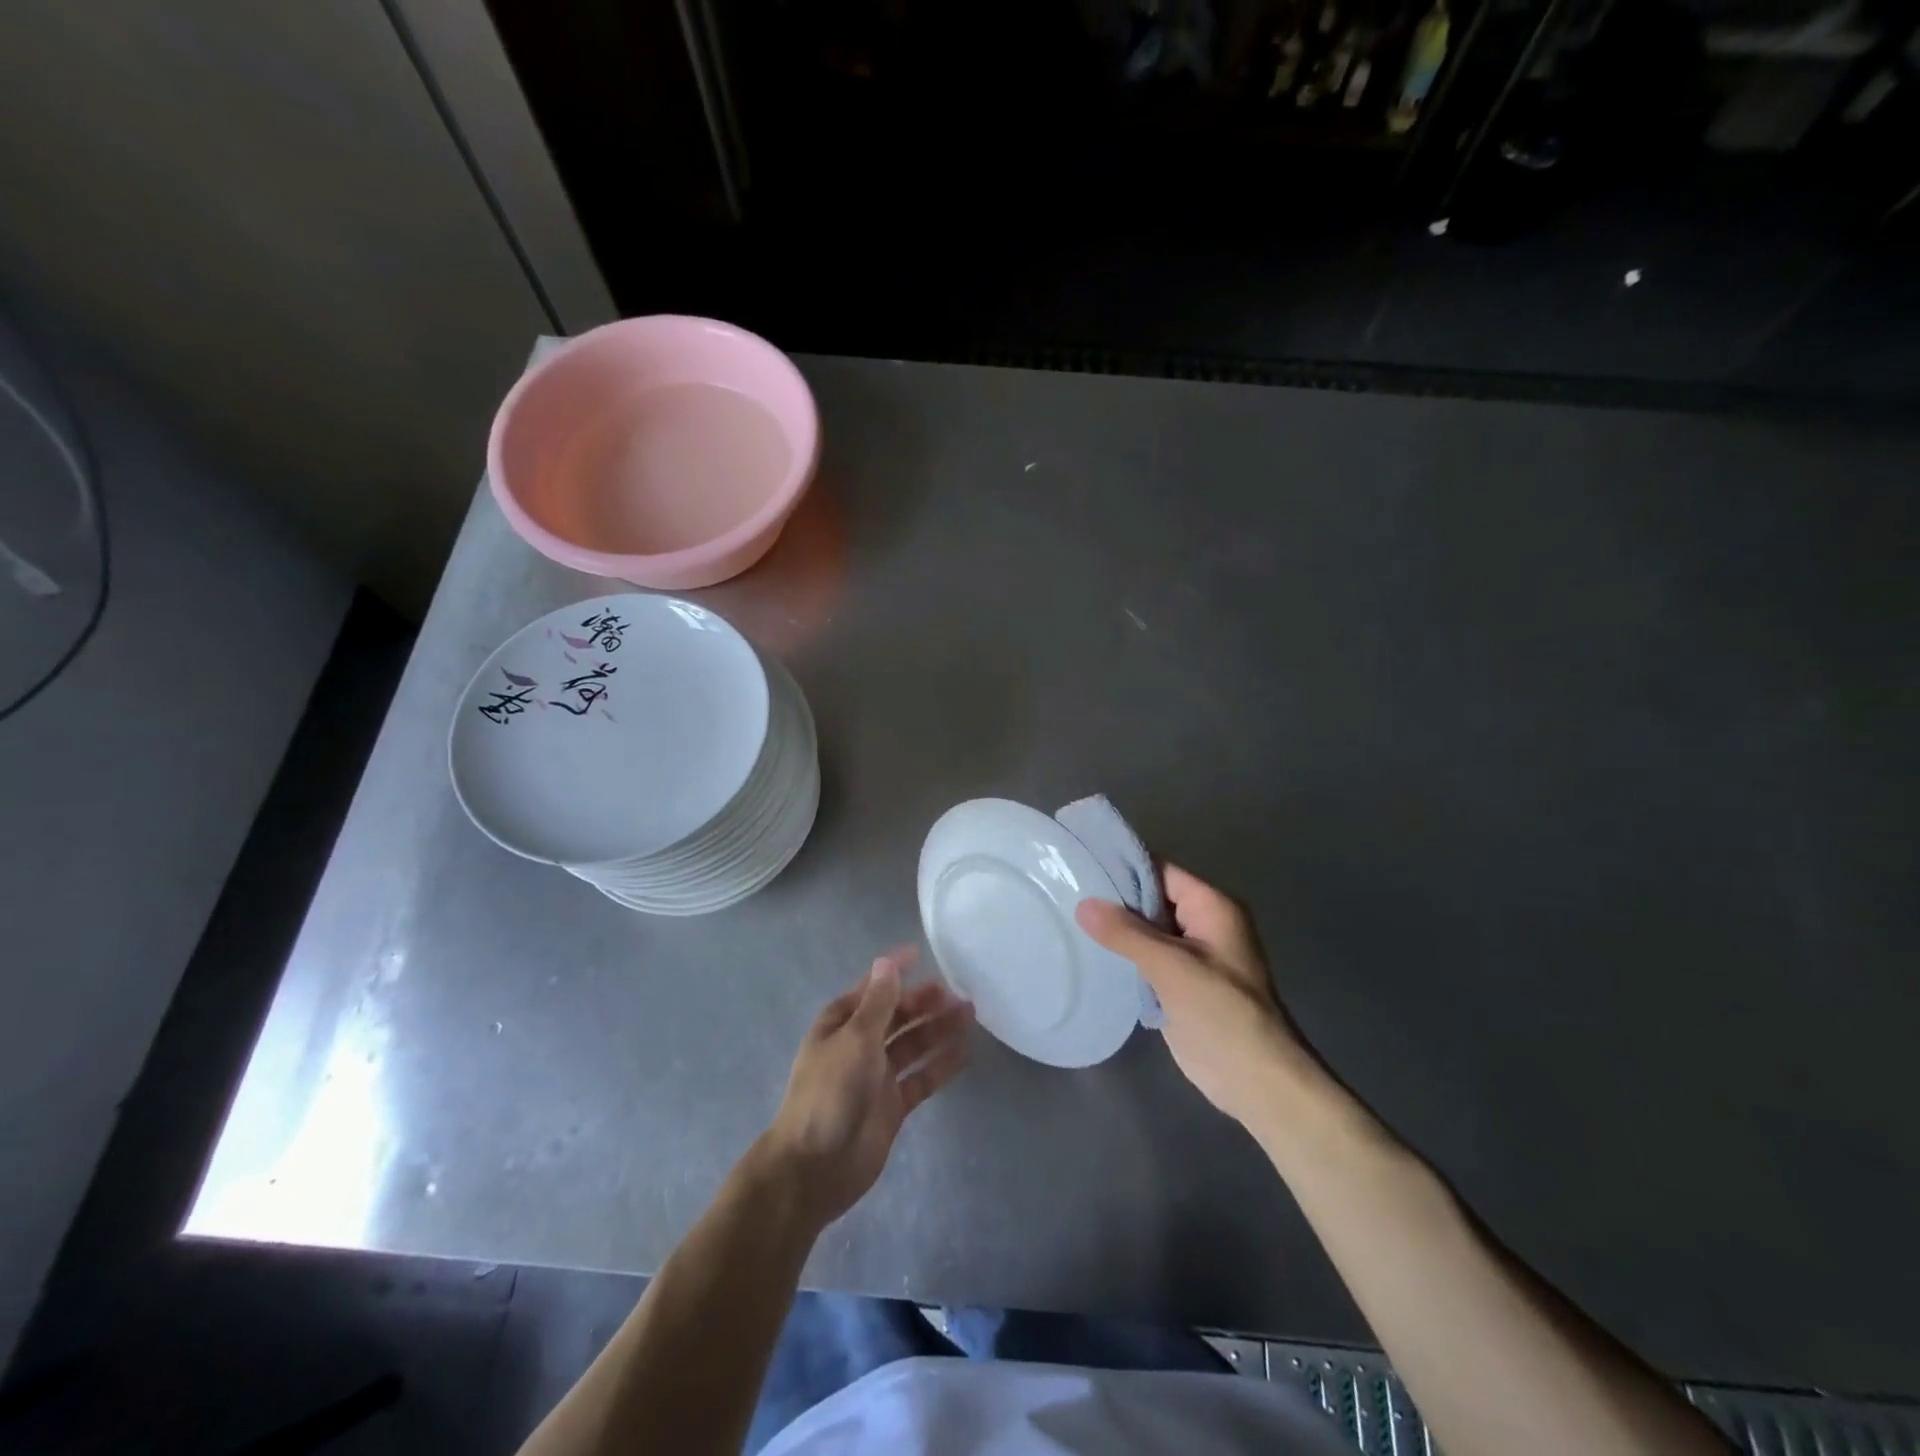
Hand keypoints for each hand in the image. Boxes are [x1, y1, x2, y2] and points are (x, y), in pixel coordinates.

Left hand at [760, 948, 972, 1227]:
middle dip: (924, 1002)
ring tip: (970, 1014)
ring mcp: (876, 1076)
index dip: (894, 972)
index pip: (872, 989)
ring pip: (913, 1044)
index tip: (920, 953)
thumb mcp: (854, 1039)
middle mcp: (859, 1045)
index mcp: (841, 1023)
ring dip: (938, 1029)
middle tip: (957, 992)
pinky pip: (921, 1077)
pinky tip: (965, 1052)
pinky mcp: (892, 1105)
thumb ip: (877, 1003)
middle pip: (897, 1016)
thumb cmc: (830, 1093)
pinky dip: (940, 1065)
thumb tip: (886, 962)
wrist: (815, 1168)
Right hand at [1076, 865, 1307, 1128]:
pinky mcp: (1179, 985)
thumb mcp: (1171, 967)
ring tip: (1067, 918)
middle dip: (1114, 899)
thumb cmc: (1221, 1012)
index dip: (1123, 867)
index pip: (1161, 871)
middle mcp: (1202, 925)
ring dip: (1115, 929)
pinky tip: (1088, 953)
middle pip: (1151, 899)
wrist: (1254, 1081)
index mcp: (1211, 908)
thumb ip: (1126, 933)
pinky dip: (1122, 956)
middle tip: (1065, 891)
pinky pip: (1145, 959)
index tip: (1080, 865)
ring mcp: (1191, 956)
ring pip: (1146, 931)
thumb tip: (1083, 904)